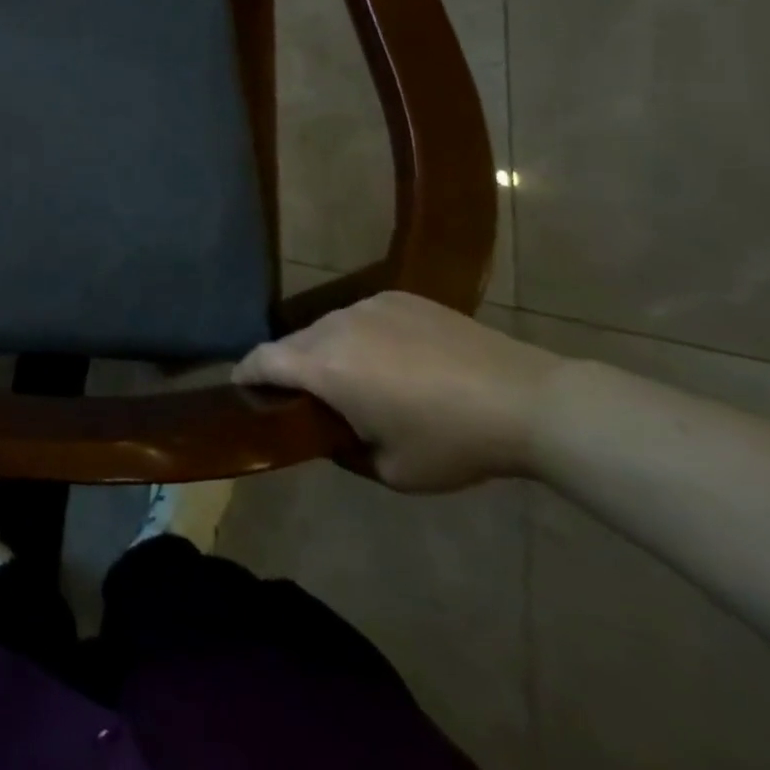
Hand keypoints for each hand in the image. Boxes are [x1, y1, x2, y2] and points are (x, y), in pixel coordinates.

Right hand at [234, 292, 563, 491]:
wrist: (526, 400)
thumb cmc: (452, 443)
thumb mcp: (391, 471)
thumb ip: (343, 450)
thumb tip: (330, 432)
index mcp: (323, 366)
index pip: (261, 360)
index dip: (245, 374)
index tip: (243, 389)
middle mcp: (334, 326)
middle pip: (292, 342)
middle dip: (291, 368)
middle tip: (311, 398)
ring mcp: (367, 306)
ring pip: (327, 327)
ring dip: (328, 351)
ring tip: (360, 380)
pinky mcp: (398, 297)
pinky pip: (362, 317)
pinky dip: (363, 337)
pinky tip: (399, 361)